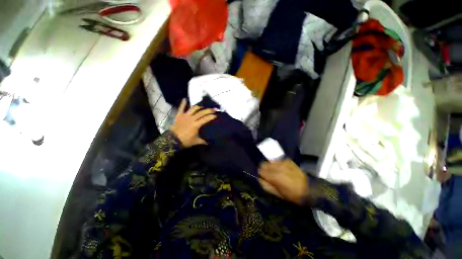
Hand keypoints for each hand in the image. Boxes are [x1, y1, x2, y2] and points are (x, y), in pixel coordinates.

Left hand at [170, 99, 216, 147]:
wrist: (172, 140)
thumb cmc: (185, 141)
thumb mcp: (196, 141)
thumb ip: (203, 141)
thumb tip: (209, 143)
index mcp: (196, 125)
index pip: (206, 119)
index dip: (211, 116)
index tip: (216, 115)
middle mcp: (191, 118)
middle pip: (201, 112)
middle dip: (209, 110)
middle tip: (214, 109)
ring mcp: (185, 116)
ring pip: (193, 108)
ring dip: (199, 107)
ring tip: (203, 107)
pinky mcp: (179, 115)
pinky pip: (181, 108)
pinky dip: (183, 103)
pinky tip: (185, 99)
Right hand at [258, 160, 307, 204]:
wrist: (310, 189)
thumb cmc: (293, 195)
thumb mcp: (278, 194)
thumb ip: (266, 186)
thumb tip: (259, 179)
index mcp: (275, 177)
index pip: (261, 171)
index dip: (261, 175)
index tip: (263, 178)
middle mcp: (277, 167)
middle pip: (264, 164)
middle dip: (264, 169)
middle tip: (268, 175)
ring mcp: (283, 162)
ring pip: (270, 162)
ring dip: (270, 166)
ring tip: (275, 172)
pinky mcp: (287, 160)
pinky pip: (277, 160)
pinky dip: (276, 164)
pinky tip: (281, 169)